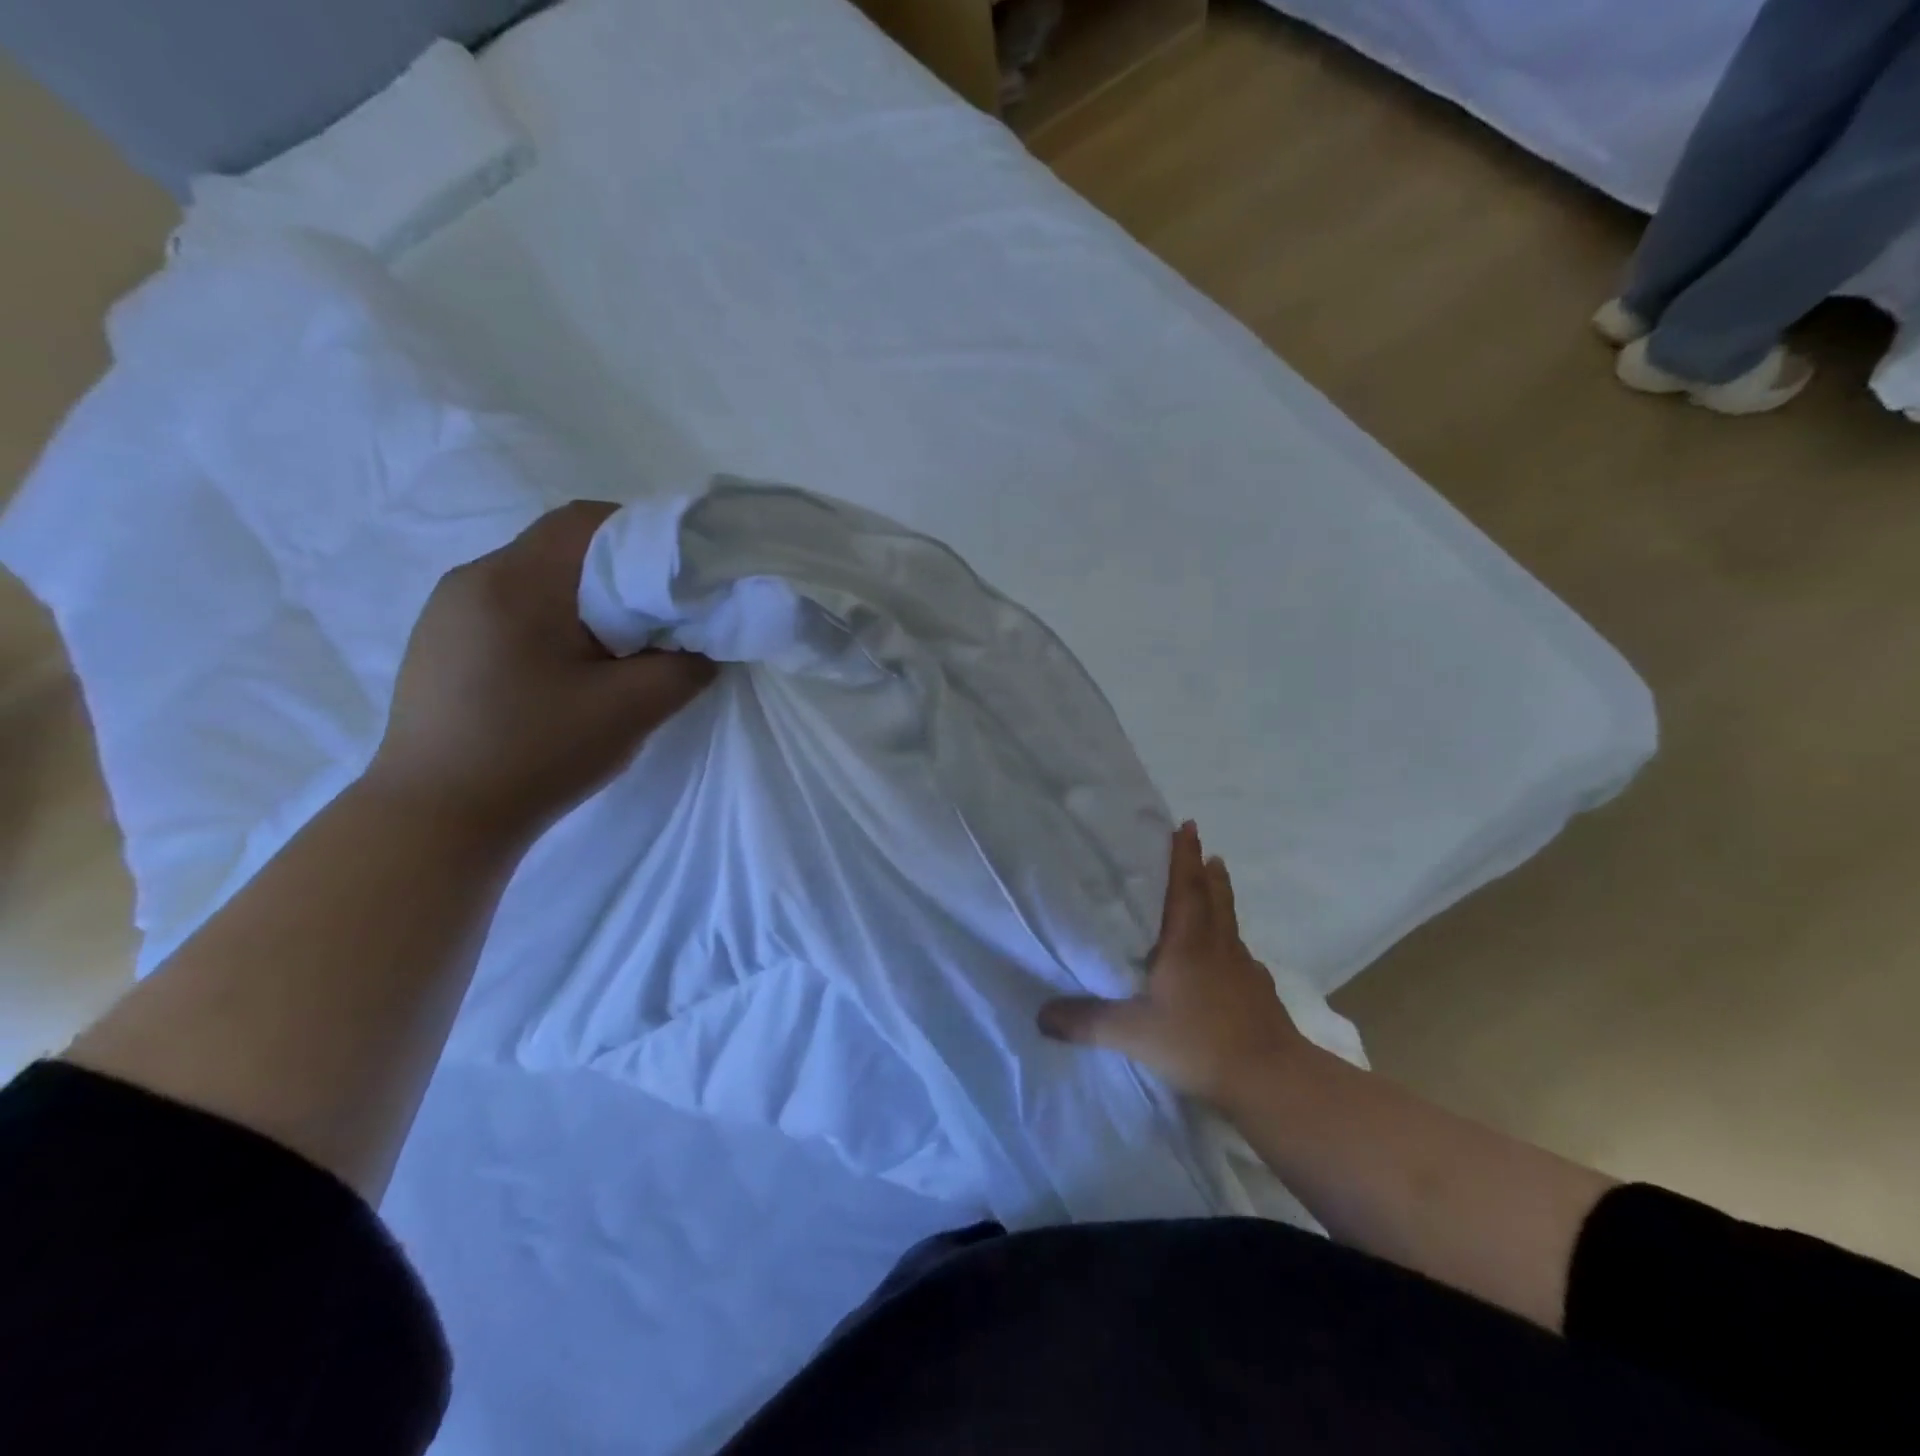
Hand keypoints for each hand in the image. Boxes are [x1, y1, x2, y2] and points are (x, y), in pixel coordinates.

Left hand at [368, 500, 718, 836]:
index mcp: (517, 581)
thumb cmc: (537, 754)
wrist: (436, 819)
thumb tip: (704, 647)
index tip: (680, 576)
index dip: (644, 534)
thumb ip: (685, 668)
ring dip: (584, 600)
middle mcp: (474, 579)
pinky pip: (509, 608)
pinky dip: (551, 621)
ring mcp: (448, 611)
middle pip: (561, 547)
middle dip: (619, 572)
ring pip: (535, 579)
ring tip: (617, 649)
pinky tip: (566, 671)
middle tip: (659, 618)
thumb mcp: (632, 710)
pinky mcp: (440, 643)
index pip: (588, 520)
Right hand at [1038, 822, 1304, 1105]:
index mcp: (1188, 943)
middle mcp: (1218, 947)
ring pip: (1229, 923)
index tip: (1185, 826)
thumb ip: (1086, 1023)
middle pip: (1214, 897)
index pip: (1185, 887)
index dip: (1183, 856)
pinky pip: (1241, 956)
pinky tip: (1230, 961)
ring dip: (1221, 898)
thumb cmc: (1199, 1042)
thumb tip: (1040, 1016)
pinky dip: (1232, 945)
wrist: (1271, 1080)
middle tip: (1202, 847)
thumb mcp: (1132, 1034)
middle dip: (1205, 869)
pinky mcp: (1259, 994)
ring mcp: (1244, 970)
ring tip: (1217, 881)